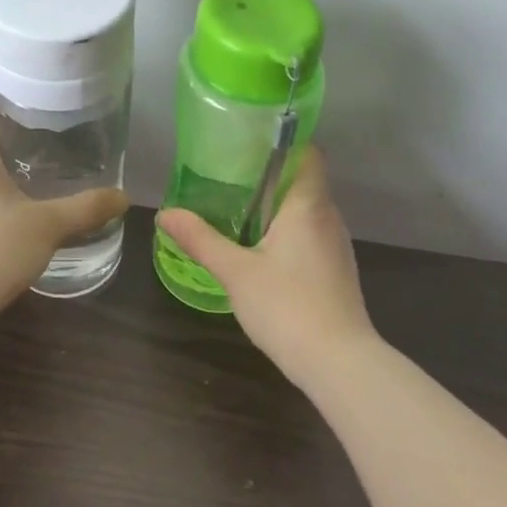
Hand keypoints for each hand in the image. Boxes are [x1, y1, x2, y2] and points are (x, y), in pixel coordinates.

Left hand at [0, 101, 129, 336]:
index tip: (43, 101)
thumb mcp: (48, 224)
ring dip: (13, 171)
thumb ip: (86, 208)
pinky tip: (34, 211)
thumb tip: (124, 196)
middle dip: (20, 136)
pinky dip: (7, 200)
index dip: (10, 100)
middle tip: (59, 135)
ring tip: (52, 170)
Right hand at [156, 148, 375, 385]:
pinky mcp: (337, 272)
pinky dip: (288, 233)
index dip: (285, 141)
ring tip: (240, 210)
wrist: (341, 365)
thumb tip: (165, 213)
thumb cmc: (288, 306)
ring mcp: (337, 247)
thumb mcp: (235, 271)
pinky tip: (261, 251)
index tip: (251, 141)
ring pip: (308, 211)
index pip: (309, 153)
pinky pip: (311, 236)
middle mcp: (329, 218)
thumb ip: (200, 239)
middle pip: (304, 181)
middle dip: (271, 176)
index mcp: (308, 205)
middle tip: (230, 175)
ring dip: (278, 207)